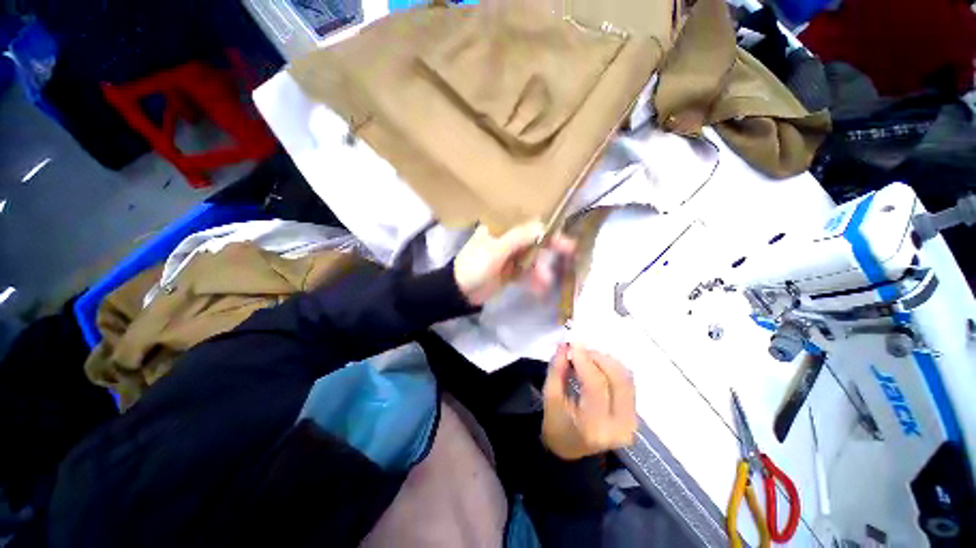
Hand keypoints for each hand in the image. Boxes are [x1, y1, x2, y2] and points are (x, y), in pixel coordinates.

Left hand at [453, 222, 575, 305]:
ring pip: (532, 257)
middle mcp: (507, 237)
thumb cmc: (474, 267)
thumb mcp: (495, 251)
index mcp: (500, 227)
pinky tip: (540, 289)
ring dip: (540, 268)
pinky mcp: (511, 270)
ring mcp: (509, 255)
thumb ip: (518, 238)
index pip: (527, 222)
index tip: (563, 235)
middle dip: (550, 247)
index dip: (546, 227)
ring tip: (545, 282)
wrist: (460, 292)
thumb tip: (543, 227)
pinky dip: (534, 279)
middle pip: (533, 239)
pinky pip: (527, 271)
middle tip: (570, 251)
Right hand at [542, 344, 636, 459]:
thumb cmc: (556, 423)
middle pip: (617, 380)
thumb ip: (558, 369)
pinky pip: (628, 385)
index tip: (573, 344)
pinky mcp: (634, 418)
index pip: (595, 385)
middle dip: (598, 358)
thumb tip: (565, 345)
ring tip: (588, 357)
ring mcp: (631, 424)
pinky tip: (599, 366)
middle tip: (580, 350)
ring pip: (626, 380)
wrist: (570, 450)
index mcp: (593, 426)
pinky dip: (614, 369)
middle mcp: (618, 427)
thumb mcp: (550, 397)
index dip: (585, 360)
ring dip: (607, 361)